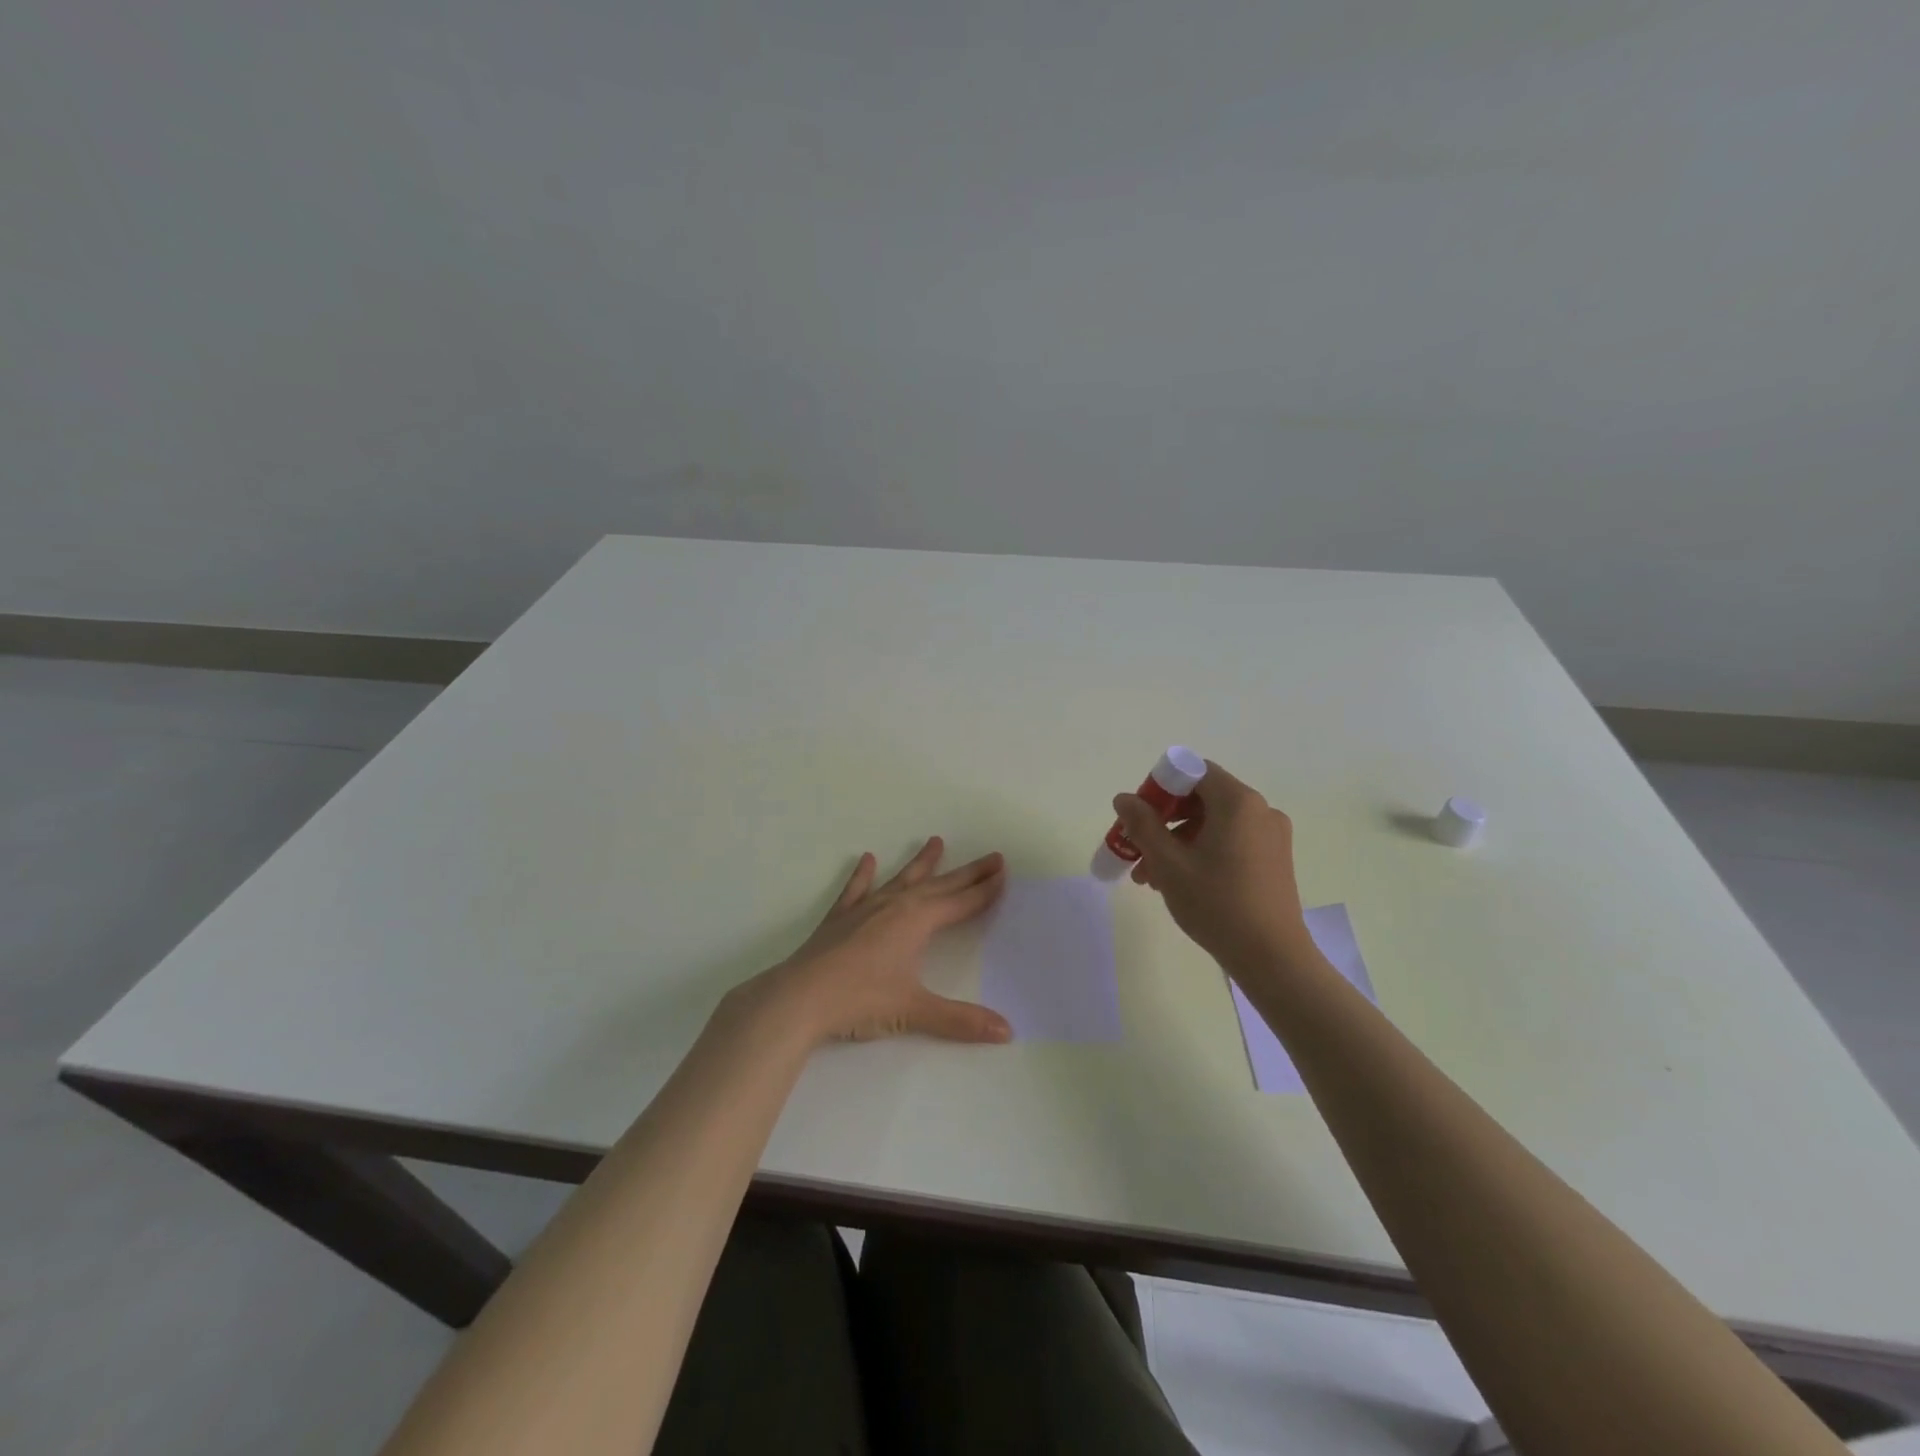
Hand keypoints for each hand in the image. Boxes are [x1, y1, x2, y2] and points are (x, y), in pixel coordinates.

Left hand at [756, 838, 1011, 1045]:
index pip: (960, 902)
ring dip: (921, 863)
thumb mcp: (914, 1011)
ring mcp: (865, 909)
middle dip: (967, 873)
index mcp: (917, 922)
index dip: (984, 890)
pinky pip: (856, 889)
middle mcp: (895, 906)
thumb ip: (961, 1020)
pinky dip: (863, 875)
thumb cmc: (860, 1001)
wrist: (799, 998)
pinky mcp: (840, 918)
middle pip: (939, 886)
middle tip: (992, 856)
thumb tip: (1007, 1031)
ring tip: (936, 841)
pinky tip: (867, 859)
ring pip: (901, 879)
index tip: (1003, 871)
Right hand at [1114, 762, 1310, 971]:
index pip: (1193, 771)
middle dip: (1164, 821)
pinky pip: (1230, 841)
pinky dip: (1202, 852)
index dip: (1160, 787)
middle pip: (1202, 798)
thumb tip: (1124, 798)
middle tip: (1137, 848)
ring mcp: (1271, 835)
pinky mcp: (1274, 859)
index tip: (1138, 816)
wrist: (1272, 957)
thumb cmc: (1217, 904)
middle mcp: (1260, 810)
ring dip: (1178, 841)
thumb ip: (1143, 824)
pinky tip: (1180, 882)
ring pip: (1213, 824)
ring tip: (1151, 877)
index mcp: (1238, 802)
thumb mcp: (1169, 863)